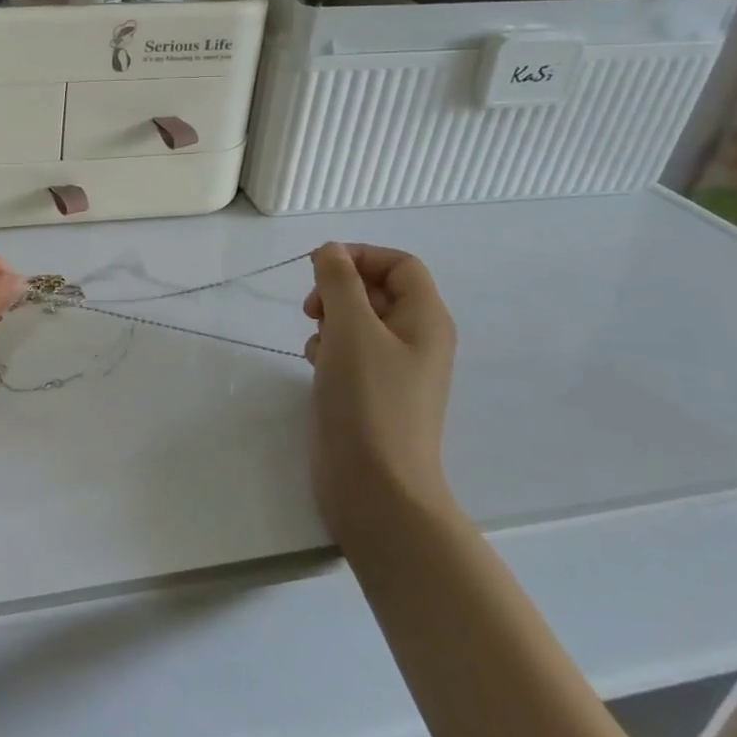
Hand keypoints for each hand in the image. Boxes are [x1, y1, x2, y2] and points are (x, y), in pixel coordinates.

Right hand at [304, 243, 458, 545]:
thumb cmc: (368, 399)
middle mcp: (417, 339)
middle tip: (311, 309)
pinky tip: (314, 365)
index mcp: (425, 320)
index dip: (360, 256)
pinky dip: (329, 348)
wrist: (375, 485)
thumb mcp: (351, 328)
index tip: (319, 268)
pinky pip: (350, 351)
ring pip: (359, 320)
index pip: (399, 264)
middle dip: (338, 289)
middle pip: (377, 289)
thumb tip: (331, 251)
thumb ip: (338, 281)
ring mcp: (395, 369)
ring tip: (315, 342)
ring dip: (330, 319)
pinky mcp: (372, 392)